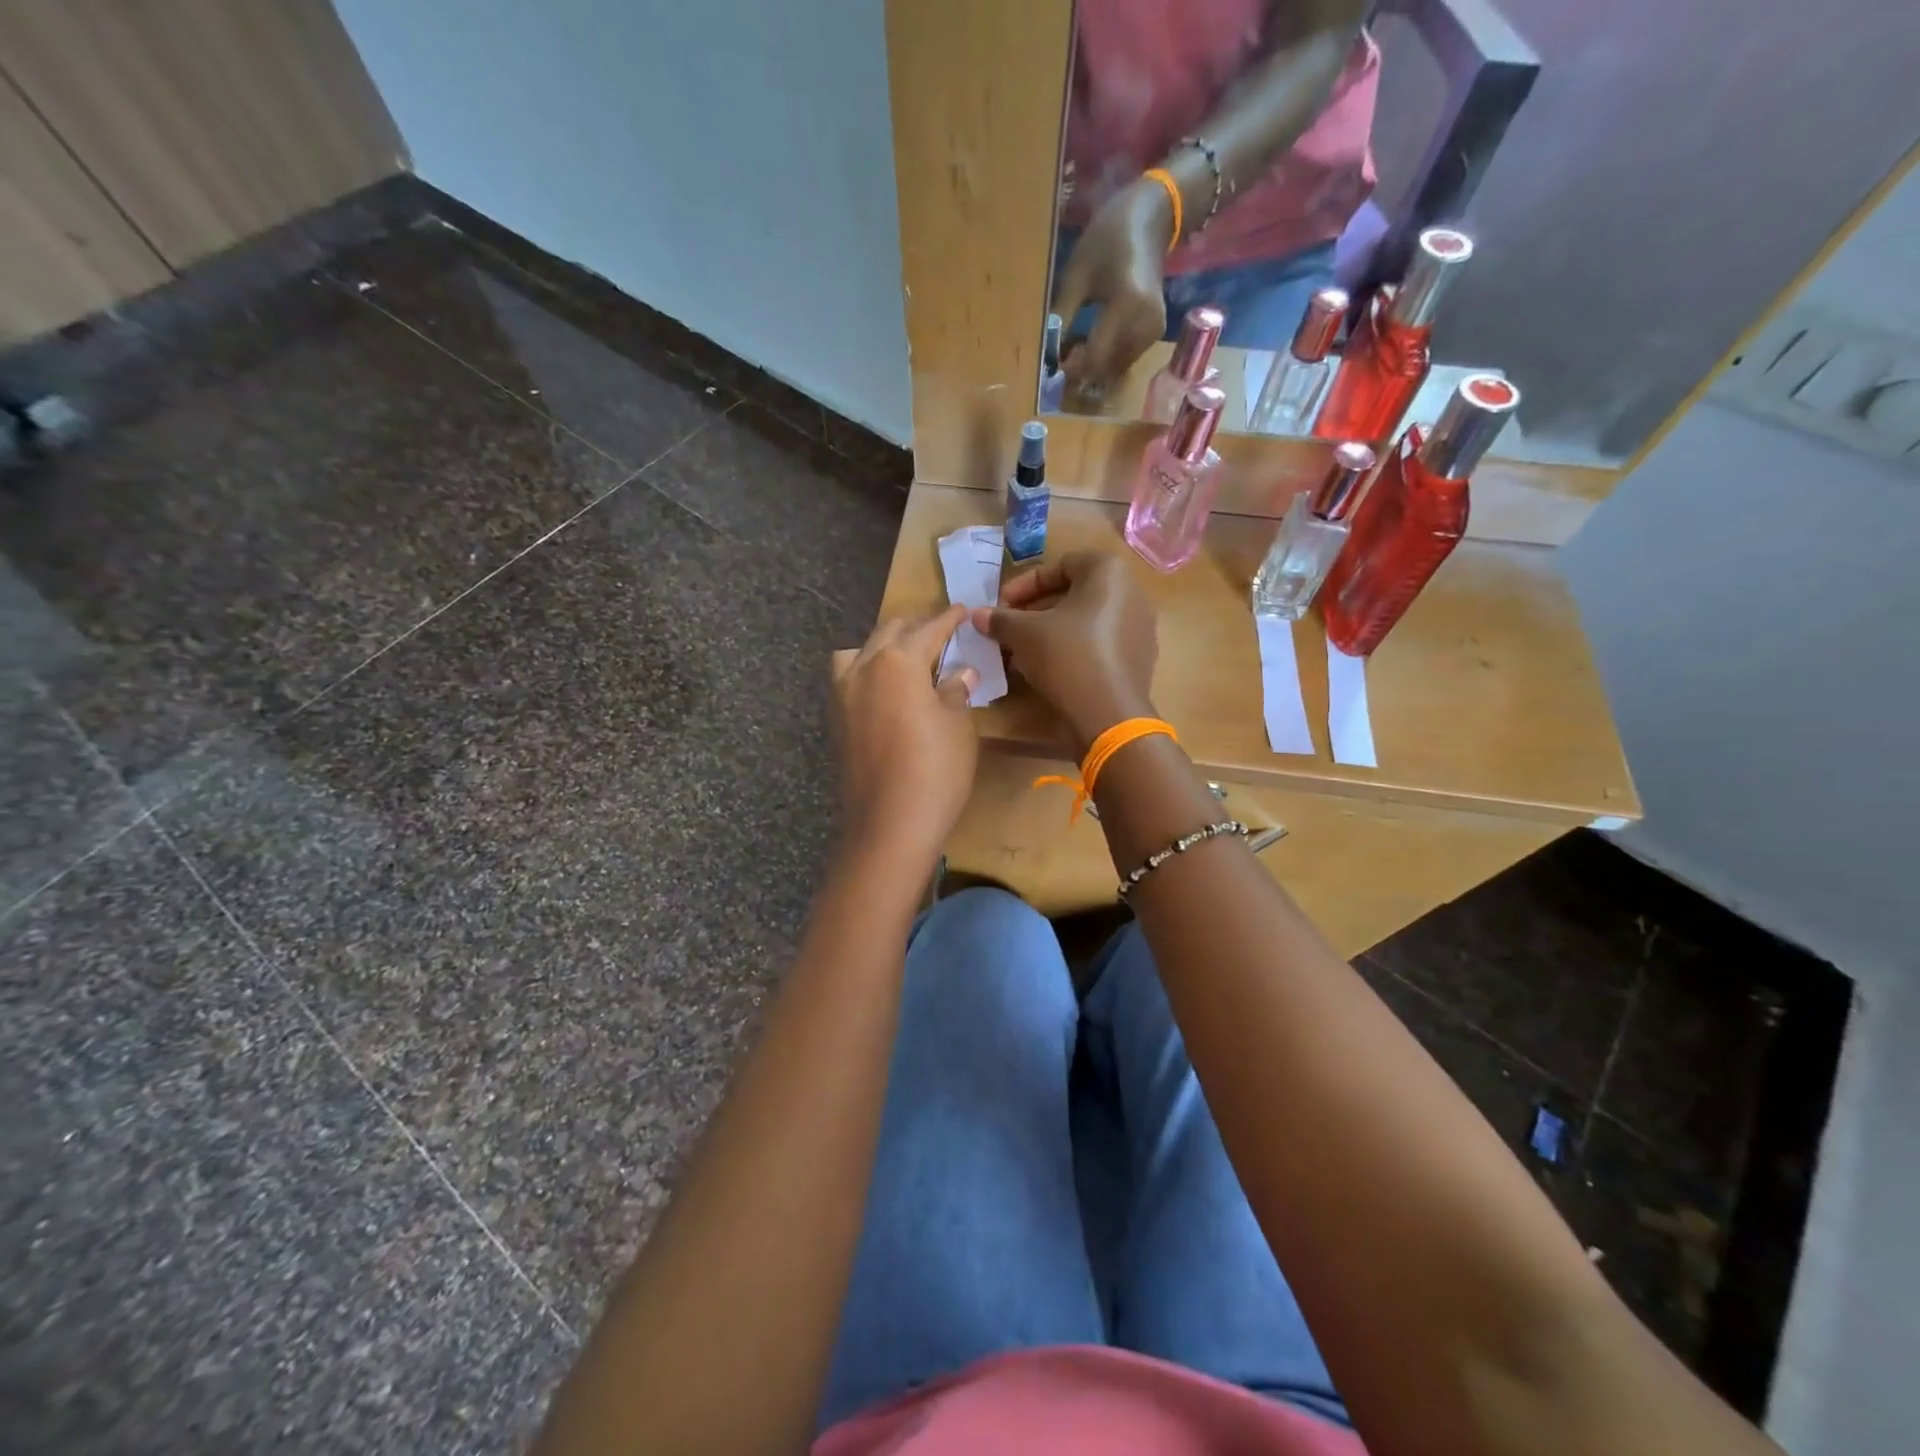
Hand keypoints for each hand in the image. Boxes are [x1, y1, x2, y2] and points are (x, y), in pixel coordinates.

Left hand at [832, 605, 978, 861]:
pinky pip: (850, 677)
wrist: (888, 826)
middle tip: (942, 630)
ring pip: (862, 651)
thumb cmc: (935, 771)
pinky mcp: (835, 719)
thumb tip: (960, 671)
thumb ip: (956, 690)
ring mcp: (842, 693)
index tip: (962, 609)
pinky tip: (887, 689)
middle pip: (891, 631)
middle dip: (917, 626)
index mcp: (898, 660)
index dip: (949, 618)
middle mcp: (864, 667)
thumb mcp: (958, 726)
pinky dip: (869, 670)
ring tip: (908, 658)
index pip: (929, 628)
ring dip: (886, 645)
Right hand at [972, 552, 1158, 753]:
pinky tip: (1048, 670)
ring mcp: (1139, 627)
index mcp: (1109, 572)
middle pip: (1073, 594)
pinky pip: (1100, 644)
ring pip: (1085, 621)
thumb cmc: (1067, 656)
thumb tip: (976, 615)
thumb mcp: (1024, 634)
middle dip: (1035, 610)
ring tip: (1022, 652)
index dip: (1024, 585)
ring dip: (1051, 632)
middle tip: (1009, 629)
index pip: (1059, 566)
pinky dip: (1072, 650)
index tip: (1001, 605)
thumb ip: (1000, 619)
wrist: (1109, 714)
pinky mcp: (1139, 659)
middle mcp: (1132, 593)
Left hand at [1053, 178, 1174, 390]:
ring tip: (1074, 351)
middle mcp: (1146, 323)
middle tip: (1060, 361)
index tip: (1052, 370)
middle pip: (1107, 368)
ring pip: (1116, 369)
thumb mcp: (1077, 275)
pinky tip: (1092, 344)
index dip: (1072, 370)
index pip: (1096, 355)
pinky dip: (1107, 360)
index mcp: (1128, 304)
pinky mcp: (1156, 333)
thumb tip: (1047, 356)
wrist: (1150, 219)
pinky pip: (1126, 359)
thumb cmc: (1108, 240)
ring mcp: (1155, 331)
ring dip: (1094, 368)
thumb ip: (1063, 317)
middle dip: (1082, 372)